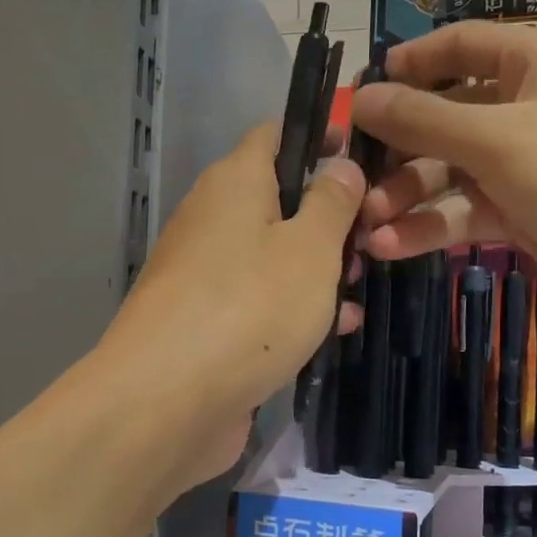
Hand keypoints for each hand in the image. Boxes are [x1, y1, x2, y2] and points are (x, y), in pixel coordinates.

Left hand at [96, 121, 365, 490]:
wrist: (166, 401)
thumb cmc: (249, 307)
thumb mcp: (310, 248)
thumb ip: (332, 202)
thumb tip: (339, 166)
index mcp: (233, 182)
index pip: (275, 135)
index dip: (321, 139)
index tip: (364, 161)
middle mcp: (212, 218)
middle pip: (278, 200)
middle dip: (328, 220)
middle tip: (369, 245)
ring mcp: (204, 273)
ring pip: (272, 255)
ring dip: (317, 271)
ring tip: (357, 294)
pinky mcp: (205, 322)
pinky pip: (257, 300)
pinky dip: (291, 310)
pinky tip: (331, 335)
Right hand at [350, 23, 536, 341]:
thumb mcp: (496, 138)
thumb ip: (422, 119)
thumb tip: (360, 96)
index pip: (461, 45)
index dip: (409, 64)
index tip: (361, 91)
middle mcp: (532, 106)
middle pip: (447, 116)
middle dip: (399, 150)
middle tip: (352, 177)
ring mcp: (530, 164)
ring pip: (452, 172)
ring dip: (408, 197)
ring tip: (368, 225)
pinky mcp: (529, 215)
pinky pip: (468, 212)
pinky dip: (432, 228)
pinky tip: (392, 247)